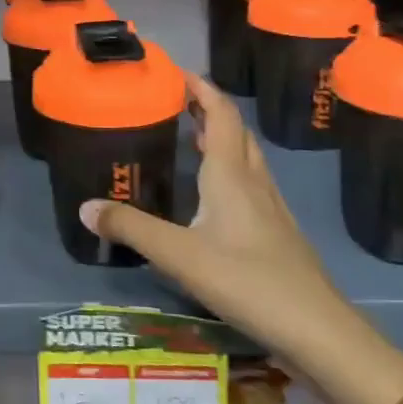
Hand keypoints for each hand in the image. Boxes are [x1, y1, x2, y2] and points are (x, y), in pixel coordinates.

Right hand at [79, 74, 344, 352]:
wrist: (317, 331)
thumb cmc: (247, 281)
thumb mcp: (179, 255)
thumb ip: (131, 229)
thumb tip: (85, 207)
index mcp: (231, 176)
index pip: (221, 115)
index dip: (202, 89)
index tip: (178, 72)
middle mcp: (254, 183)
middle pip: (236, 132)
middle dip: (209, 110)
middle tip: (179, 103)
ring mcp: (272, 210)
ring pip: (247, 159)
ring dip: (222, 140)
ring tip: (192, 139)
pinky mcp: (279, 235)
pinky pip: (252, 186)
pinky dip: (231, 172)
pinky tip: (216, 197)